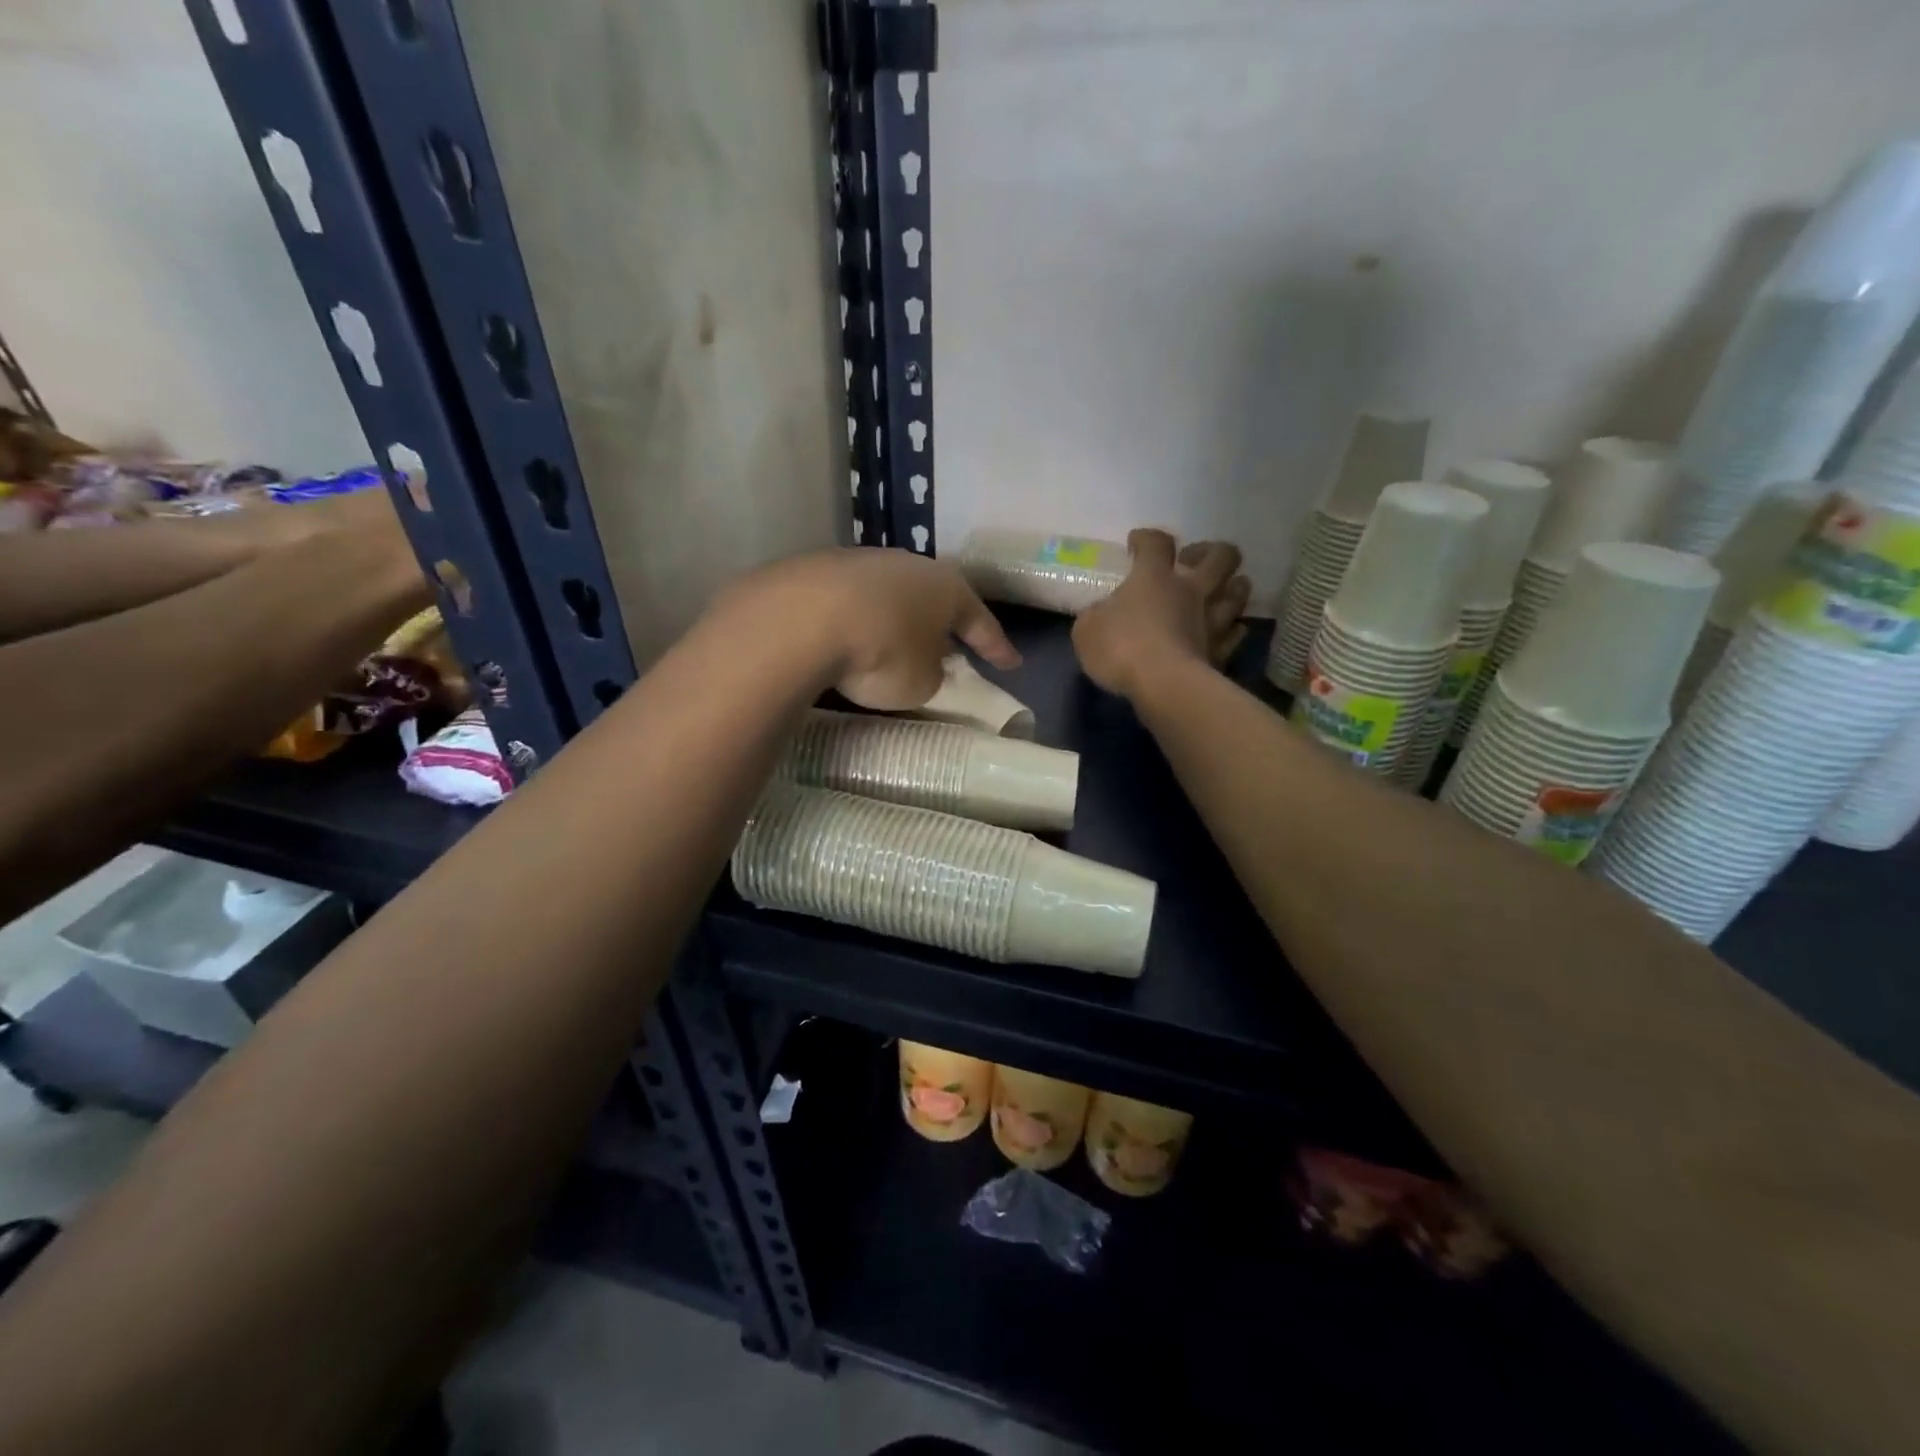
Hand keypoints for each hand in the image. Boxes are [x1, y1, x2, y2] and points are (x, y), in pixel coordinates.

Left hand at [723, 548, 1019, 709]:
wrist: (802, 618)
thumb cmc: (883, 653)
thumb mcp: (921, 682)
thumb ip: (931, 672)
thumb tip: (921, 663)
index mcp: (945, 588)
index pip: (980, 621)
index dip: (997, 646)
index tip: (1011, 663)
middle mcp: (906, 566)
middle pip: (932, 599)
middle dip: (941, 624)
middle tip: (949, 648)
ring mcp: (859, 562)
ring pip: (889, 595)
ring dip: (896, 619)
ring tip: (894, 643)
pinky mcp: (816, 570)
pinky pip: (849, 602)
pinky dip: (856, 620)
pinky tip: (848, 637)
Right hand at [1072, 529, 1249, 699]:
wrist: (1163, 686)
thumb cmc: (1120, 648)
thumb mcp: (1087, 629)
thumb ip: (1096, 615)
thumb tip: (1101, 614)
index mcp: (1154, 577)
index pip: (1157, 542)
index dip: (1147, 539)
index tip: (1137, 544)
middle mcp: (1191, 590)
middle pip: (1221, 555)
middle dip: (1210, 551)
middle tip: (1191, 562)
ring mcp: (1213, 619)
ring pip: (1239, 590)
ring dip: (1232, 587)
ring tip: (1218, 592)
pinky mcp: (1222, 650)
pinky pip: (1236, 631)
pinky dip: (1232, 629)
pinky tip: (1224, 631)